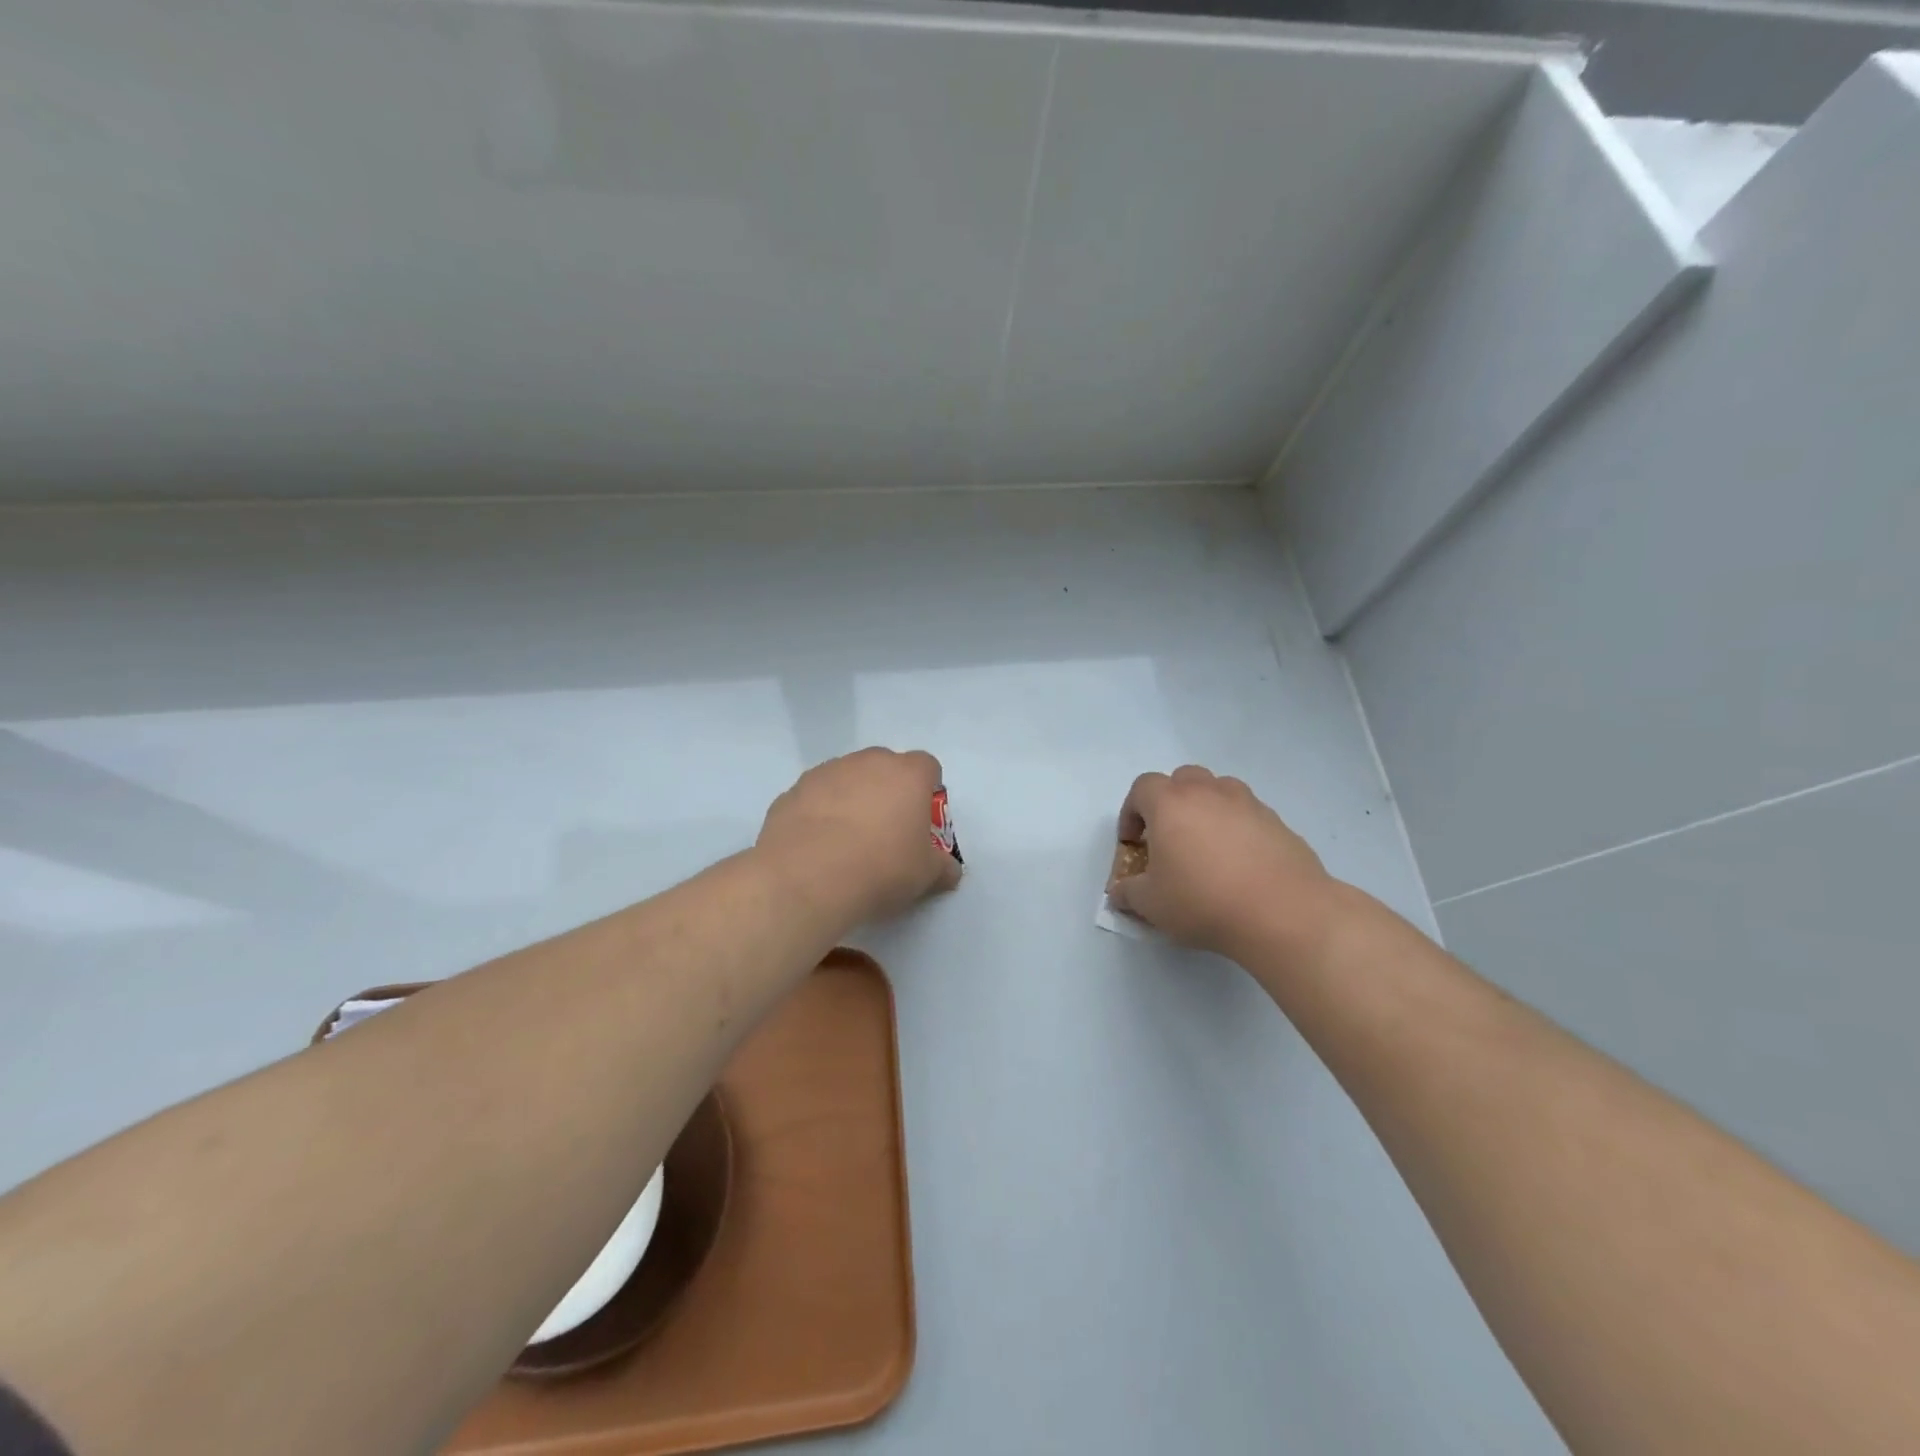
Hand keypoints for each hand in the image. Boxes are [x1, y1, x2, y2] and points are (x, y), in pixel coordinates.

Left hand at [758, 748, 961, 925]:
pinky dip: (819, 814)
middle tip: (886, 832)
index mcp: (907, 775)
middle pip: (885, 767)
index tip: (921, 820)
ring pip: (847, 778)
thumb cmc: (881, 868)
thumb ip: (942, 867)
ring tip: (846, 842)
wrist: (807, 877)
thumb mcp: (925, 876)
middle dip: (888, 792)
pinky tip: (817, 848)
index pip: (927, 766)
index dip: (927, 790)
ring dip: (851, 799)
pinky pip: (815, 797)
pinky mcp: (792, 791)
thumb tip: (949, 870)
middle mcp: (867, 763)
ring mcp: (826, 773)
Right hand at [1107, 766, 1336, 960]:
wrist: (1283, 913)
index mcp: (1170, 803)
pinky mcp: (1279, 823)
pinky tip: (1240, 866)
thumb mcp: (1151, 904)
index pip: (1142, 787)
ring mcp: (1248, 804)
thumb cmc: (1203, 901)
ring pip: (1219, 791)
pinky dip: (1238, 830)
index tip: (1134, 843)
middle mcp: (1209, 792)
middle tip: (1170, 838)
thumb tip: (1120, 892)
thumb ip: (1128, 893)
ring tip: (1207, 849)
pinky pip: (1248, 816)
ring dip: (1207, 810)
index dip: (1131, 812)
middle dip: (1170, 802)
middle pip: (1183, 779)